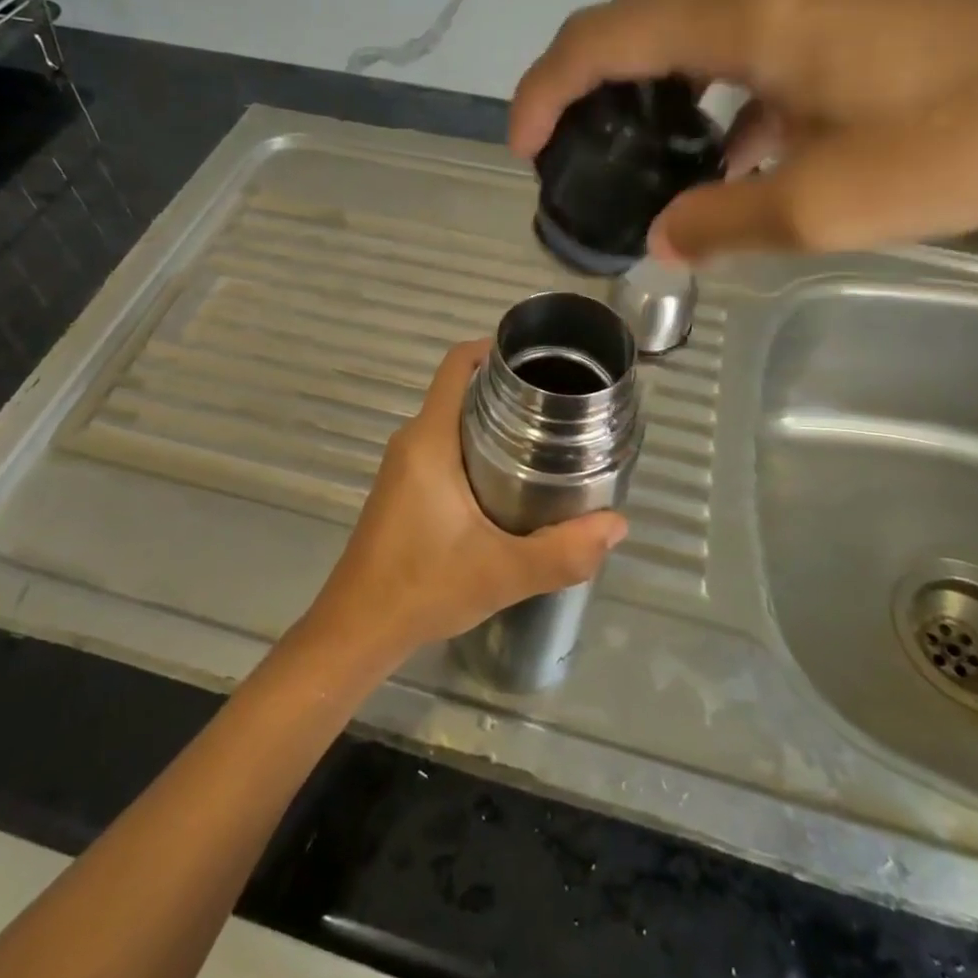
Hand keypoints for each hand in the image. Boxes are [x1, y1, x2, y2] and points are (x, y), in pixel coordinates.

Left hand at [300, 341, 628, 667]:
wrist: (358, 629)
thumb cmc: (422, 587)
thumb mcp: (502, 571)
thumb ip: (564, 551)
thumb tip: (618, 525)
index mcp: (429, 440)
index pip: (456, 365)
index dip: (493, 348)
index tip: (537, 357)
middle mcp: (412, 441)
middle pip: (460, 390)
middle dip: (507, 388)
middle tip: (559, 402)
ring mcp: (403, 465)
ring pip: (452, 421)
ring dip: (493, 420)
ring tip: (546, 436)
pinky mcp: (402, 489)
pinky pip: (443, 446)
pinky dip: (476, 446)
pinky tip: (510, 477)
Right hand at [510, 0, 977, 262]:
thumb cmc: (958, 146)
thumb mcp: (821, 208)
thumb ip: (720, 222)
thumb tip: (661, 239)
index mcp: (747, 17)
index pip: (605, 36)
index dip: (546, 87)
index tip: (522, 147)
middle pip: (638, 23)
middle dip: (585, 87)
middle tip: (567, 154)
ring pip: (690, 32)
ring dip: (649, 91)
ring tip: (637, 159)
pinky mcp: (844, 14)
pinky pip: (744, 46)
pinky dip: (711, 96)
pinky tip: (730, 155)